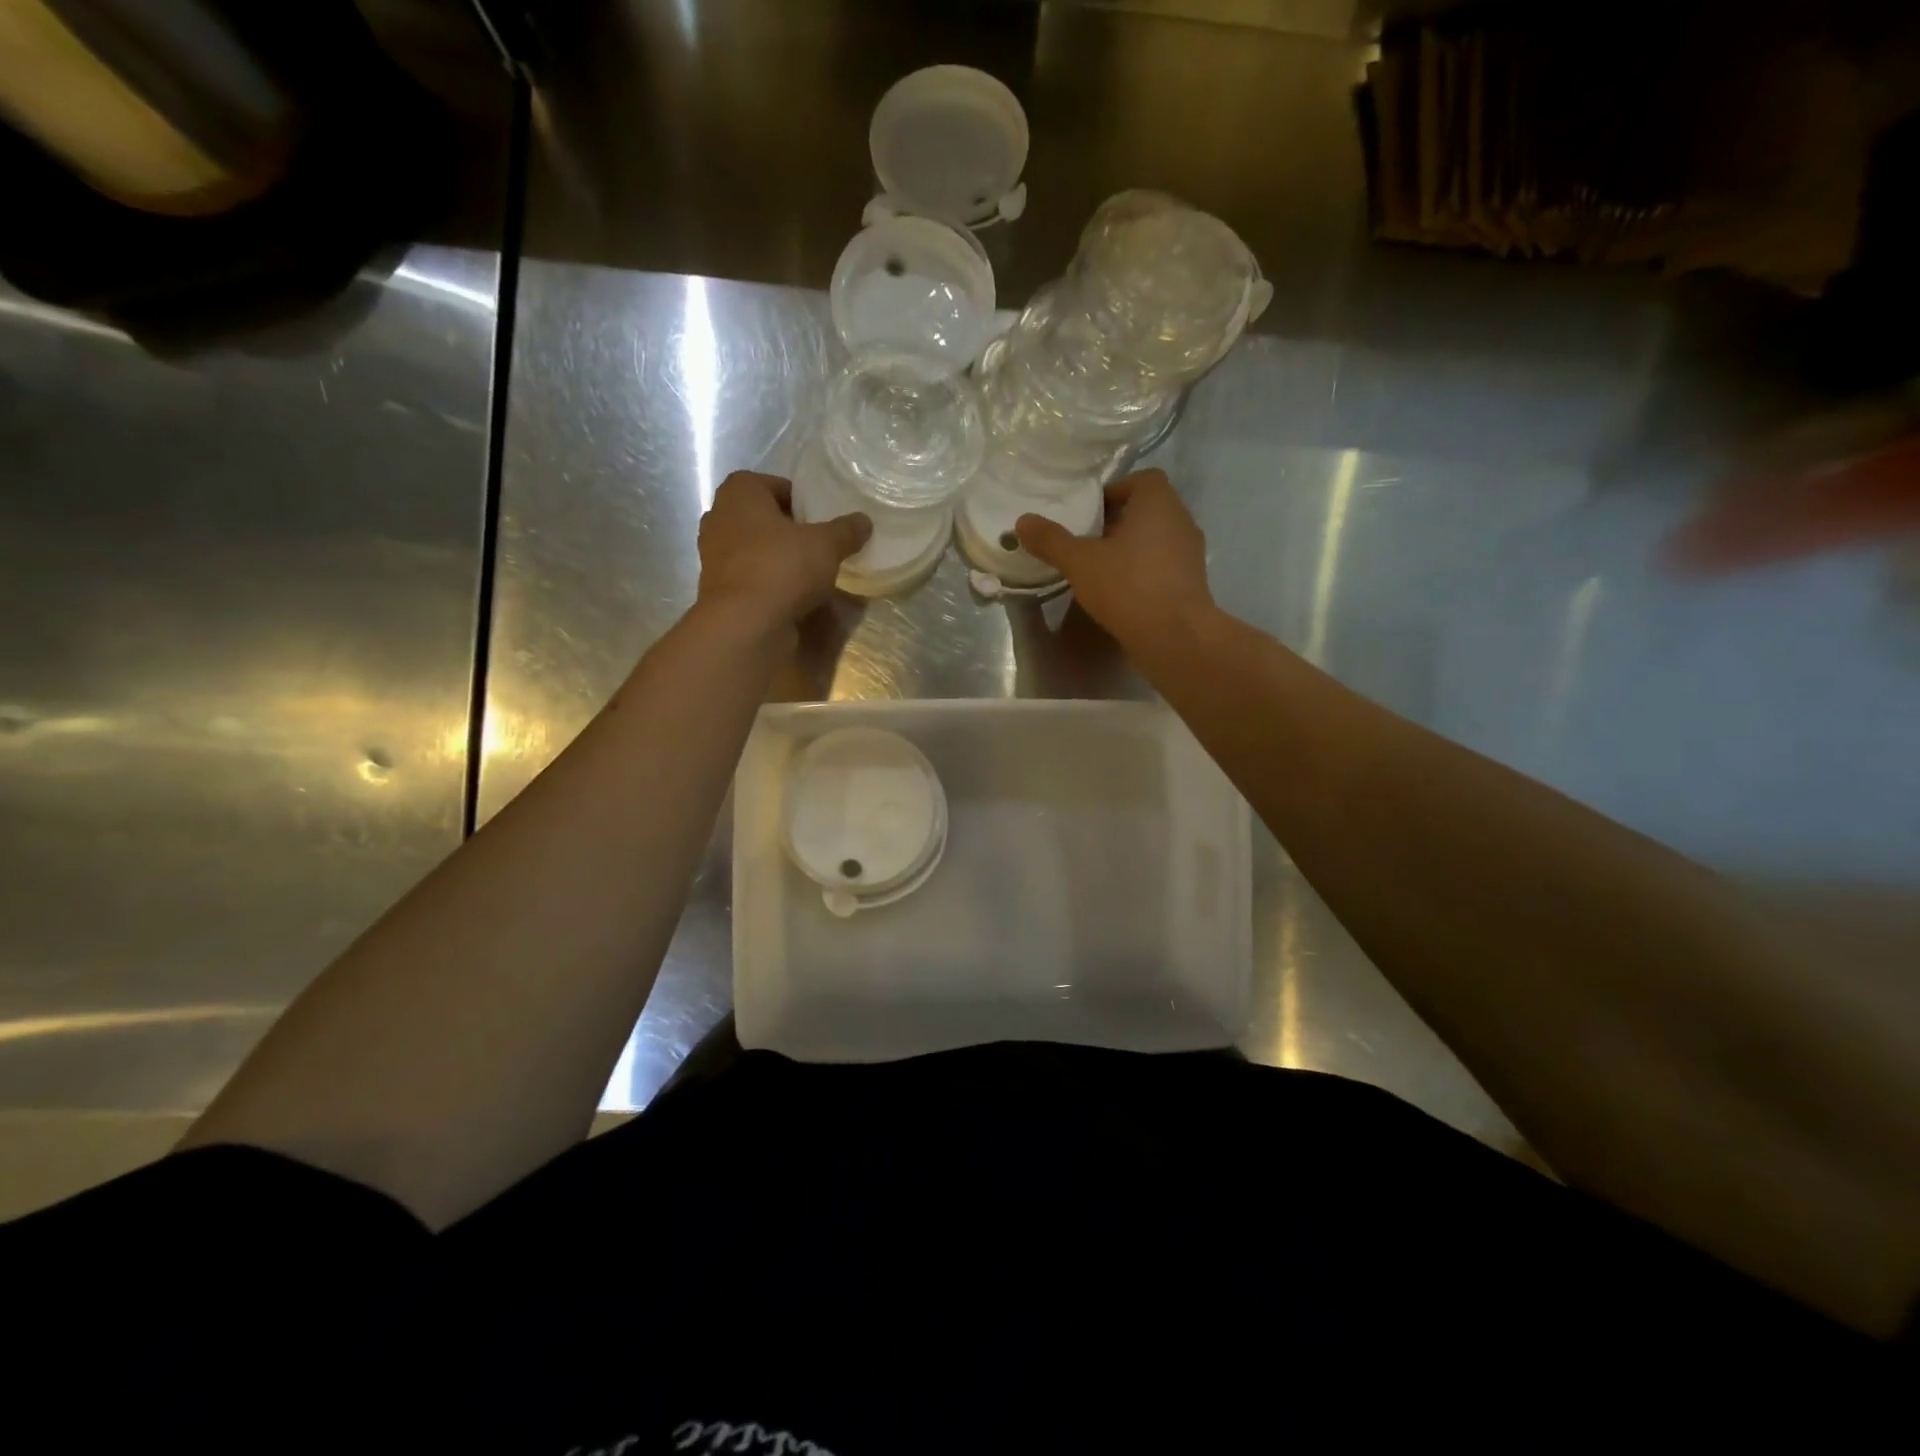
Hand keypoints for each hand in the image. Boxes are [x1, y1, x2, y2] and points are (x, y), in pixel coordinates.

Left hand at [697, 471, 870, 629]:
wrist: (745, 625)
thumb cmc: (783, 568)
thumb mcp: (827, 545)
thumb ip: (846, 530)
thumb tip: (864, 521)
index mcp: (740, 493)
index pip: (773, 484)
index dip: (800, 499)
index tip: (821, 518)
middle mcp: (719, 518)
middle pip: (762, 518)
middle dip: (788, 529)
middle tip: (818, 544)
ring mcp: (714, 556)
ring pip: (755, 549)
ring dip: (778, 558)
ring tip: (810, 572)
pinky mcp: (719, 589)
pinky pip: (751, 577)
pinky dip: (769, 583)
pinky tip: (793, 596)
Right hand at [1015, 469, 1214, 648]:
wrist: (1175, 636)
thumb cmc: (1128, 586)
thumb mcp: (1080, 562)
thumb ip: (1051, 540)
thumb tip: (1022, 521)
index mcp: (1158, 503)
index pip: (1142, 479)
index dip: (1114, 491)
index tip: (1089, 514)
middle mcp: (1181, 520)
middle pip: (1147, 510)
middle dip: (1117, 522)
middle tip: (1087, 542)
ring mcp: (1191, 553)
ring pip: (1156, 539)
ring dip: (1130, 549)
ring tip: (1100, 569)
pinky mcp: (1192, 583)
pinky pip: (1163, 565)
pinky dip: (1143, 571)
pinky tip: (1120, 593)